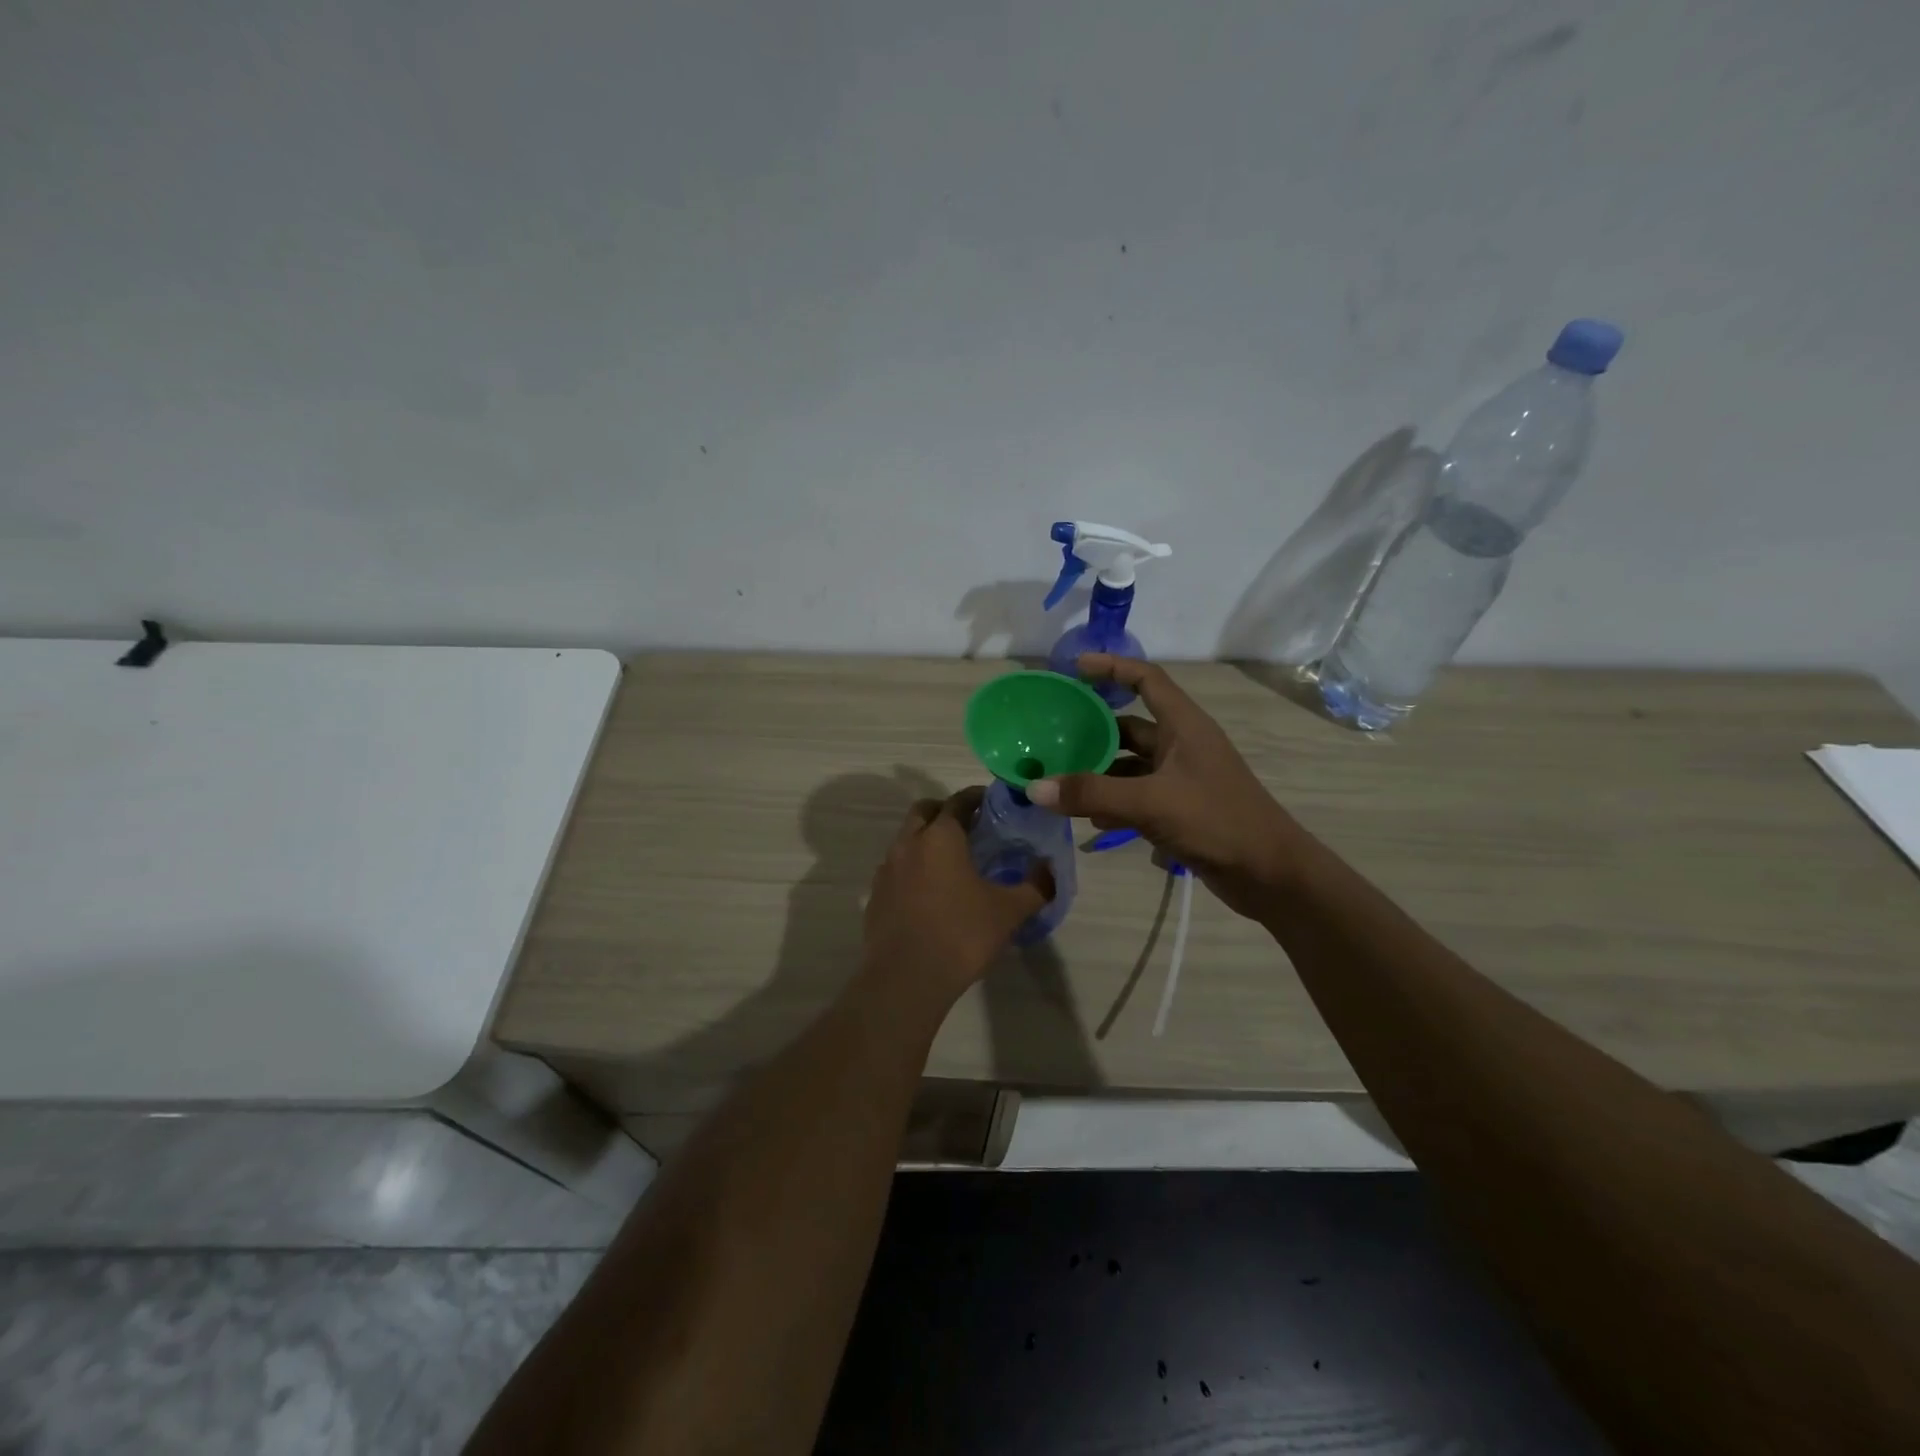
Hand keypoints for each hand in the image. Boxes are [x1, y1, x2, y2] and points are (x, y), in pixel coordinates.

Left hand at [861, 789, 1052, 1005]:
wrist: (905, 979)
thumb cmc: (961, 935)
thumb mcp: (1009, 911)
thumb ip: (1035, 886)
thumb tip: (1051, 869)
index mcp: (940, 837)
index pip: (958, 801)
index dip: (976, 797)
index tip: (991, 801)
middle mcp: (908, 844)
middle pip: (924, 811)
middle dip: (945, 811)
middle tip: (970, 826)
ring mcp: (886, 870)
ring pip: (906, 839)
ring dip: (926, 840)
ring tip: (951, 862)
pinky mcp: (875, 896)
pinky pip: (895, 869)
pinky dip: (912, 869)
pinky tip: (929, 893)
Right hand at [1028, 654, 1309, 918]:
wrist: (1269, 873)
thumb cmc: (1216, 821)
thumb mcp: (1150, 803)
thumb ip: (1092, 794)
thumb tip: (1034, 787)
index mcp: (1183, 725)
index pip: (1146, 679)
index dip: (1112, 666)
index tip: (1074, 668)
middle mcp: (1181, 745)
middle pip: (1130, 724)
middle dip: (1092, 728)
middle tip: (1052, 733)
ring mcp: (1181, 777)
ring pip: (1129, 764)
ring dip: (1098, 771)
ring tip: (1058, 778)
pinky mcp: (1179, 808)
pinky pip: (1136, 794)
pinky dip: (1112, 801)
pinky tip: (1087, 818)